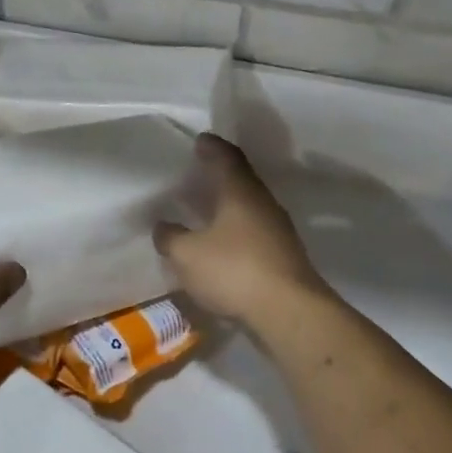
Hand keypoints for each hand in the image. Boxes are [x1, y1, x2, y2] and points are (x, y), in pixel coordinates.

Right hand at [154, 134, 325, 325]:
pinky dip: (235, 231)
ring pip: (249, 208)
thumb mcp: (187, 255)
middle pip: (241, 181)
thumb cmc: (234, 271)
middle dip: (219, 176)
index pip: (226, 158)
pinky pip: (254, 232)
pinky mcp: (283, 256)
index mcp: (240, 192)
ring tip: (205, 210)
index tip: (200, 140)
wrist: (289, 311)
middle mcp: (263, 204)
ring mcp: (278, 231)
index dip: (212, 147)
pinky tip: (221, 244)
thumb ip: (171, 237)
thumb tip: (163, 226)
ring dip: (228, 206)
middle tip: (198, 174)